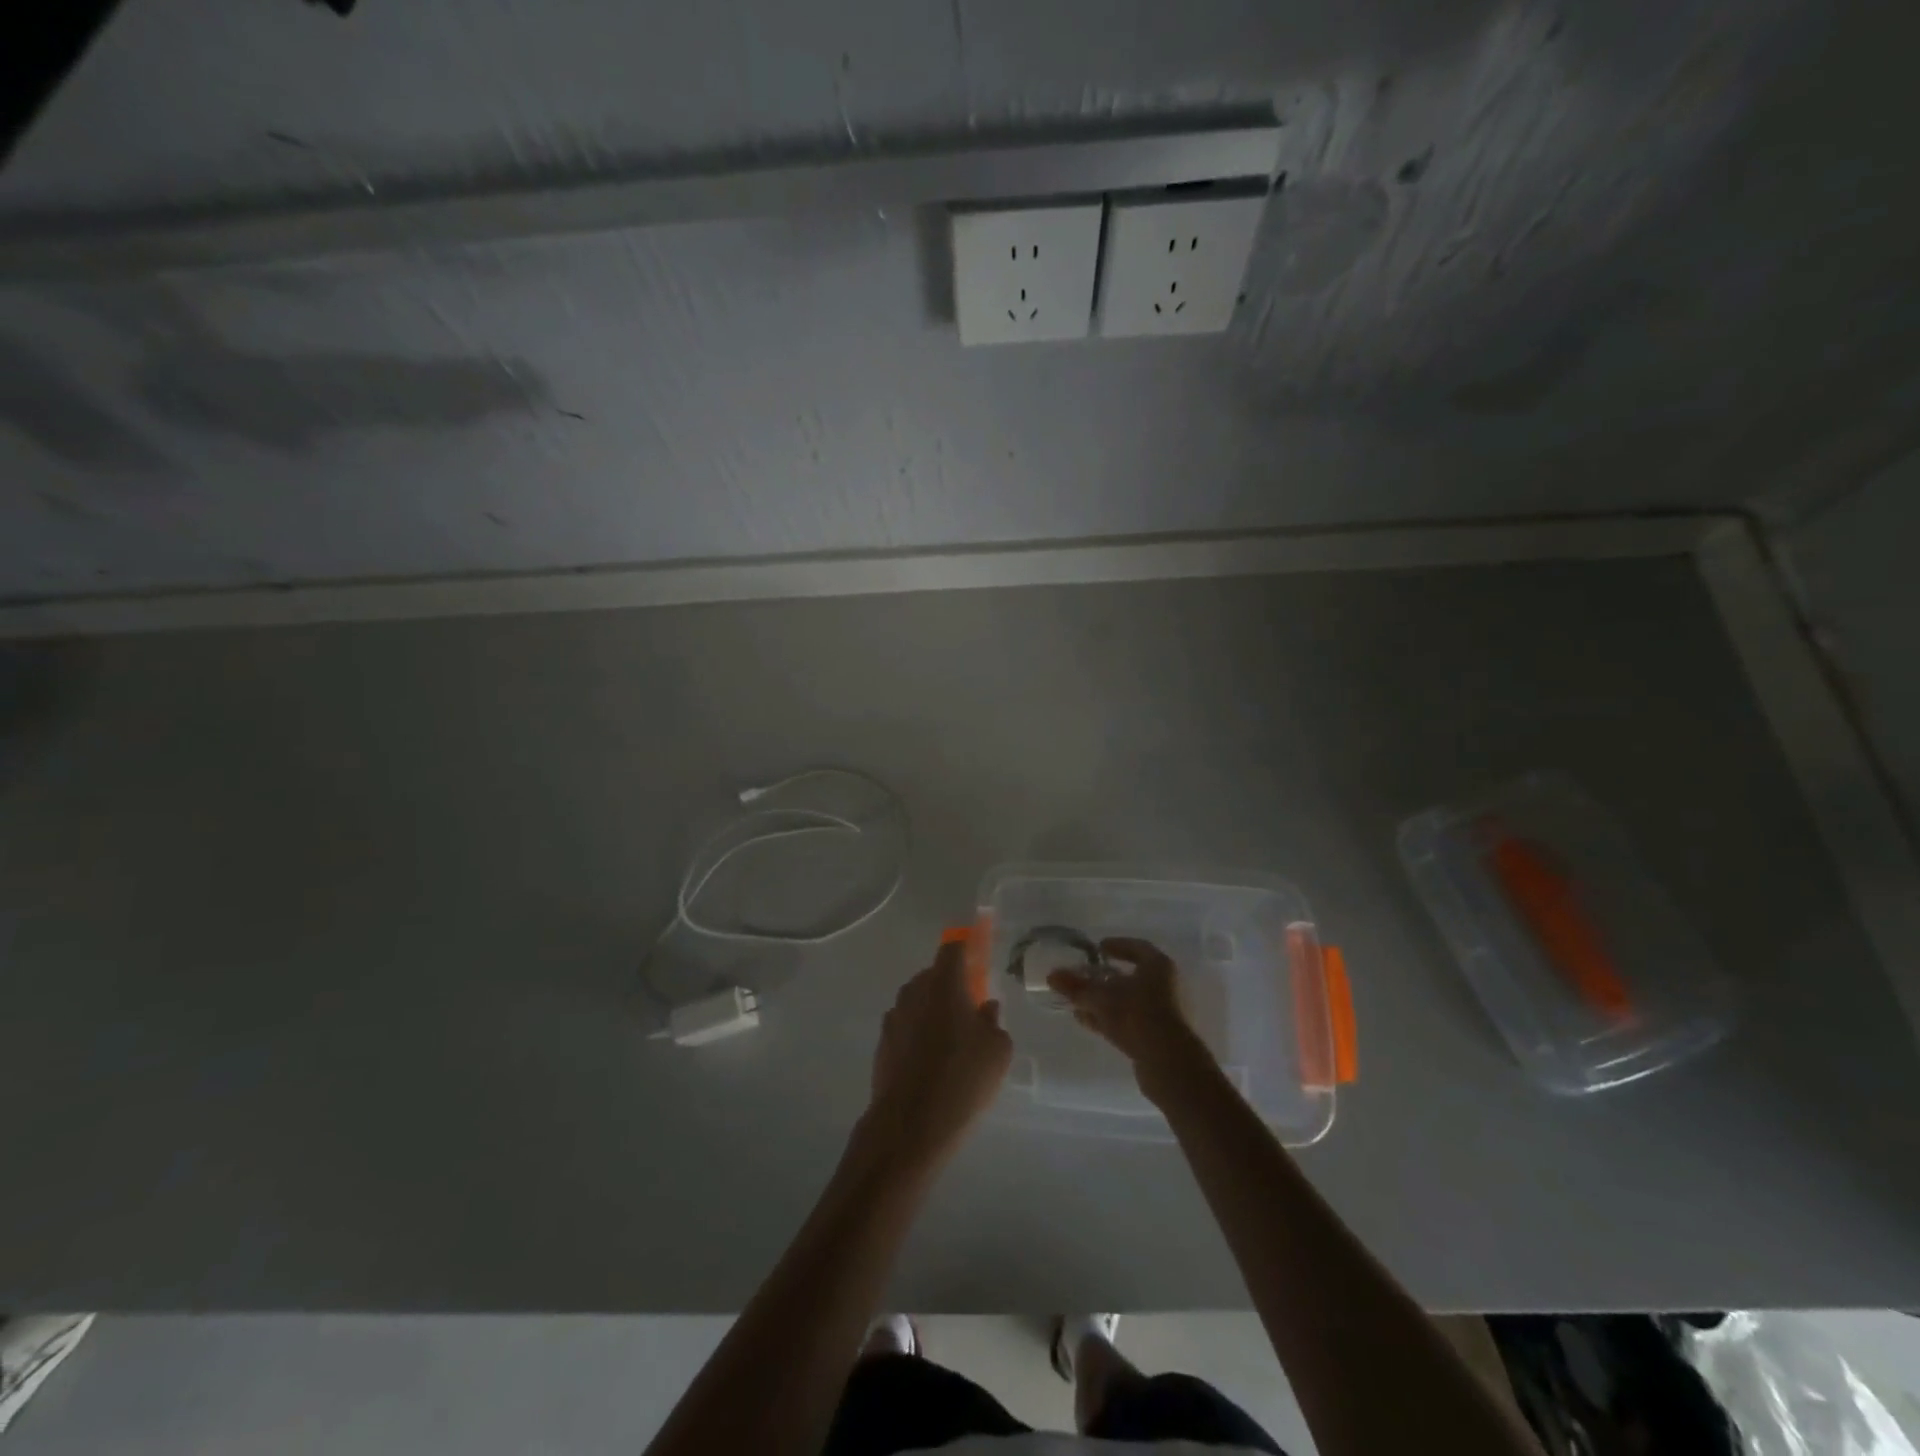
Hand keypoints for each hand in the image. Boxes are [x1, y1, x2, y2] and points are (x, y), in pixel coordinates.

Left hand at [868, 940, 1012, 1165]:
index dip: (966, 950)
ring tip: (952, 1040)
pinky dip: (918, 1034)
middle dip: (951, 985)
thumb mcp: (997, 1050)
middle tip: (970, 1007)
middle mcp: (914, 991)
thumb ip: (993, 1021)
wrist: (910, 1125)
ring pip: (917, 1002)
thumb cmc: (963, 1078)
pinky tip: (932, 1062)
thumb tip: (986, 1008)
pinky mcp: (882, 1044)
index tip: (978, 959)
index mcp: (944, 983)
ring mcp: (893, 1017)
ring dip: (933, 1010)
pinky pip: (906, 1027)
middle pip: (933, 975)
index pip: (953, 949)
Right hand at [1047, 937, 1212, 1097]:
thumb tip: (1052, 975)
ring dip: (1104, 1002)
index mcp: (1159, 966)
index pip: (1137, 948)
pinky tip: (1087, 1022)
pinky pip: (1130, 1021)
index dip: (1116, 946)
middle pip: (1131, 977)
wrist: (1170, 1064)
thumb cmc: (1138, 1016)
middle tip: (1083, 977)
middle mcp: (1166, 986)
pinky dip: (1110, 1019)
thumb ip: (1076, 986)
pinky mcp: (1159, 1037)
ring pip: (1129, 1001)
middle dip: (1105, 978)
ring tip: (1078, 1003)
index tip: (1097, 948)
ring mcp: (1164, 1013)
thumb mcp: (1101, 998)